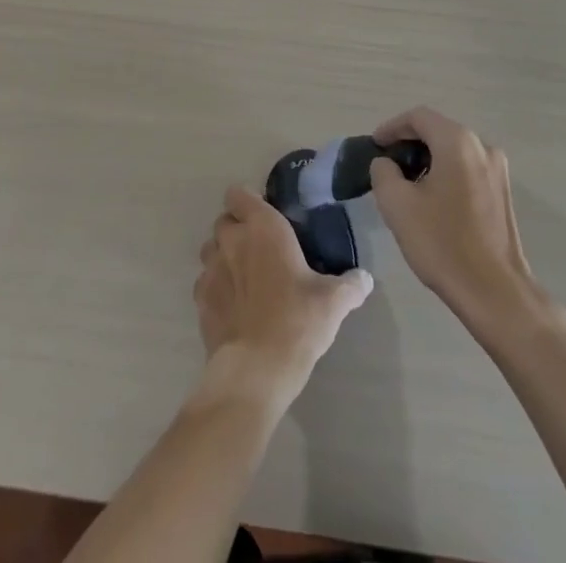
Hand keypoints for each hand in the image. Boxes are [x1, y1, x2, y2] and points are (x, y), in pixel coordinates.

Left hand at [194, 186, 373, 401]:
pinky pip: (204, 282)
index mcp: (262, 227)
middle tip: (260, 248)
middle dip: (237, 228)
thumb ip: (350, 285)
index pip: (239, 194)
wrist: (256, 370)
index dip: (249, 202)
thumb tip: (364, 279)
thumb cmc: (297, 321)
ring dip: (223, 255)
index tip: (267, 217)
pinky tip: (234, 305)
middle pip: (224, 221)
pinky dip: (216, 287)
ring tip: (244, 275)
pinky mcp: (200, 301)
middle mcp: (232, 240)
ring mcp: (211, 270)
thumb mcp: (333, 301)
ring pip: (211, 249)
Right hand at [370, 108, 541, 330]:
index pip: (418, 117)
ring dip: (428, 159)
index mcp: (457, 141)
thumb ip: (383, 172)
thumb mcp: (397, 205)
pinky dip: (446, 172)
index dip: (392, 127)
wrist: (495, 292)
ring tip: (406, 184)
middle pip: (438, 130)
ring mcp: (497, 169)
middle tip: (387, 165)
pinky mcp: (502, 191)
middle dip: (409, 143)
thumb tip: (386, 163)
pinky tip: (432, 199)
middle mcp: (482, 146)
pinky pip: (467, 168)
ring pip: (453, 150)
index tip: (374, 146)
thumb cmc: (443, 243)